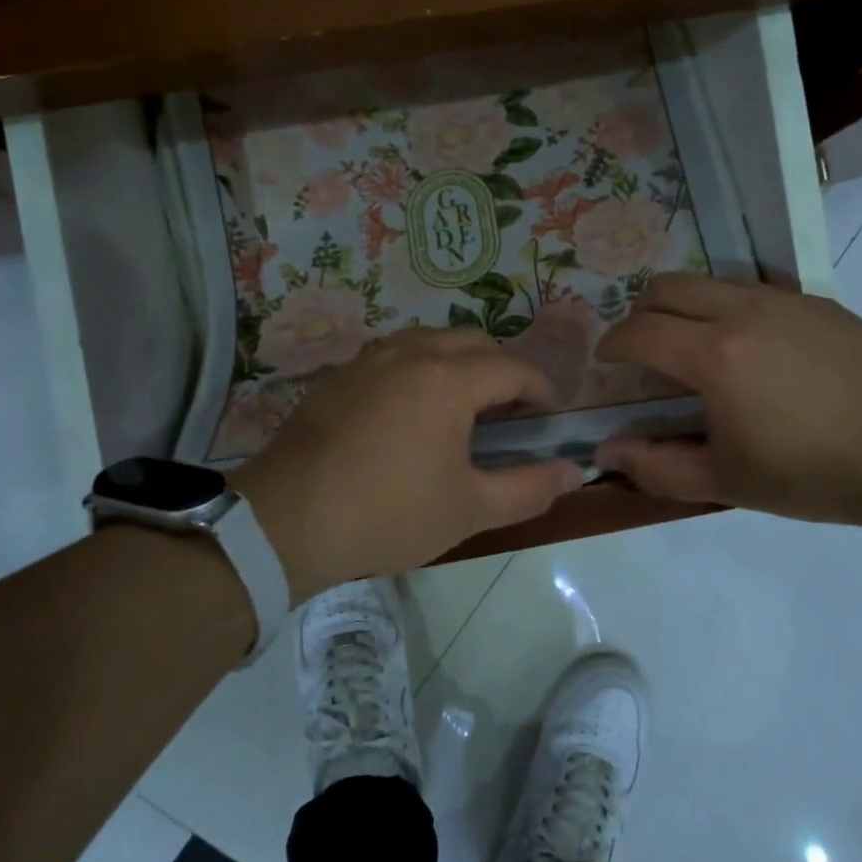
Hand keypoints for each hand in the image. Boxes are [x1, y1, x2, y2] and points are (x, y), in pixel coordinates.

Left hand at [235, 329, 584, 598]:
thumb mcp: (469, 509)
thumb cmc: (388, 514)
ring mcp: (368, 360)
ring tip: (462, 406)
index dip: (540, 389)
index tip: (549, 416)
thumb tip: (575, 472)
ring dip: (458, 362)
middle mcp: (410, 354)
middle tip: (509, 411)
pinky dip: (418, 368)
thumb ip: (530, 488)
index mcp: (448, 379)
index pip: (512, 369)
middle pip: (473, 342)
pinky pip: (393, 355)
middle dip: (501, 369)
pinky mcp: (339, 376)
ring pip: (429, 341)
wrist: (286, 521)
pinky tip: (410, 411)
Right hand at [594, 274, 861, 528]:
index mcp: (714, 355)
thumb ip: (656, 467)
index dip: (612, 344)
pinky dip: (727, 308)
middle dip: (639, 313)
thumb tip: (607, 451)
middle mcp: (742, 310)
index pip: (639, 331)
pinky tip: (752, 350)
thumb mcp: (727, 483)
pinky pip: (752, 289)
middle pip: (665, 287)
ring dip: (683, 306)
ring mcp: (784, 299)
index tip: (606, 363)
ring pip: (709, 281)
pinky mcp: (818, 301)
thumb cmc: (815, 473)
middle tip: (643, 351)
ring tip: (693, 348)